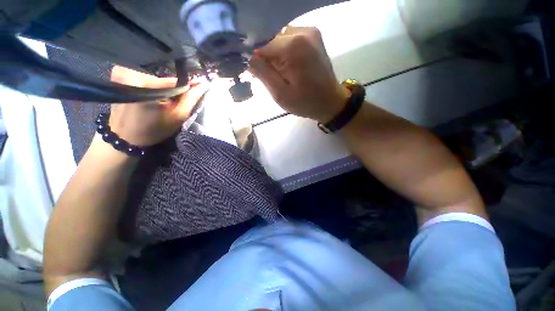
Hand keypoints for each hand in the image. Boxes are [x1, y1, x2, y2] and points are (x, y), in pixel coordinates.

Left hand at [108, 66, 208, 145]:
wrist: (124, 137)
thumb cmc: (153, 129)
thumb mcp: (177, 116)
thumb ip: (191, 99)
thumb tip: (204, 84)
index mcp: (145, 84)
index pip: (176, 81)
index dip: (189, 86)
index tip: (198, 89)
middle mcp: (130, 72)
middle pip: (164, 78)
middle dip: (174, 88)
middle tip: (176, 101)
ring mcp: (122, 71)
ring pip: (155, 76)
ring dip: (163, 86)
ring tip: (164, 99)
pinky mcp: (118, 73)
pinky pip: (144, 76)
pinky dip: (152, 84)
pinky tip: (153, 95)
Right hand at [249, 27, 349, 122]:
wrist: (330, 102)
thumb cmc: (306, 102)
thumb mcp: (280, 94)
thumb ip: (262, 73)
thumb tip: (246, 57)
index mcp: (293, 46)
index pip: (261, 44)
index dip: (253, 57)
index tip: (252, 71)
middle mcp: (302, 31)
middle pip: (270, 38)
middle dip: (264, 56)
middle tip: (265, 74)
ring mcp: (310, 31)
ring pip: (279, 38)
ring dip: (274, 54)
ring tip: (277, 72)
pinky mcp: (313, 36)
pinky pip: (289, 39)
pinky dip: (283, 51)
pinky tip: (286, 66)